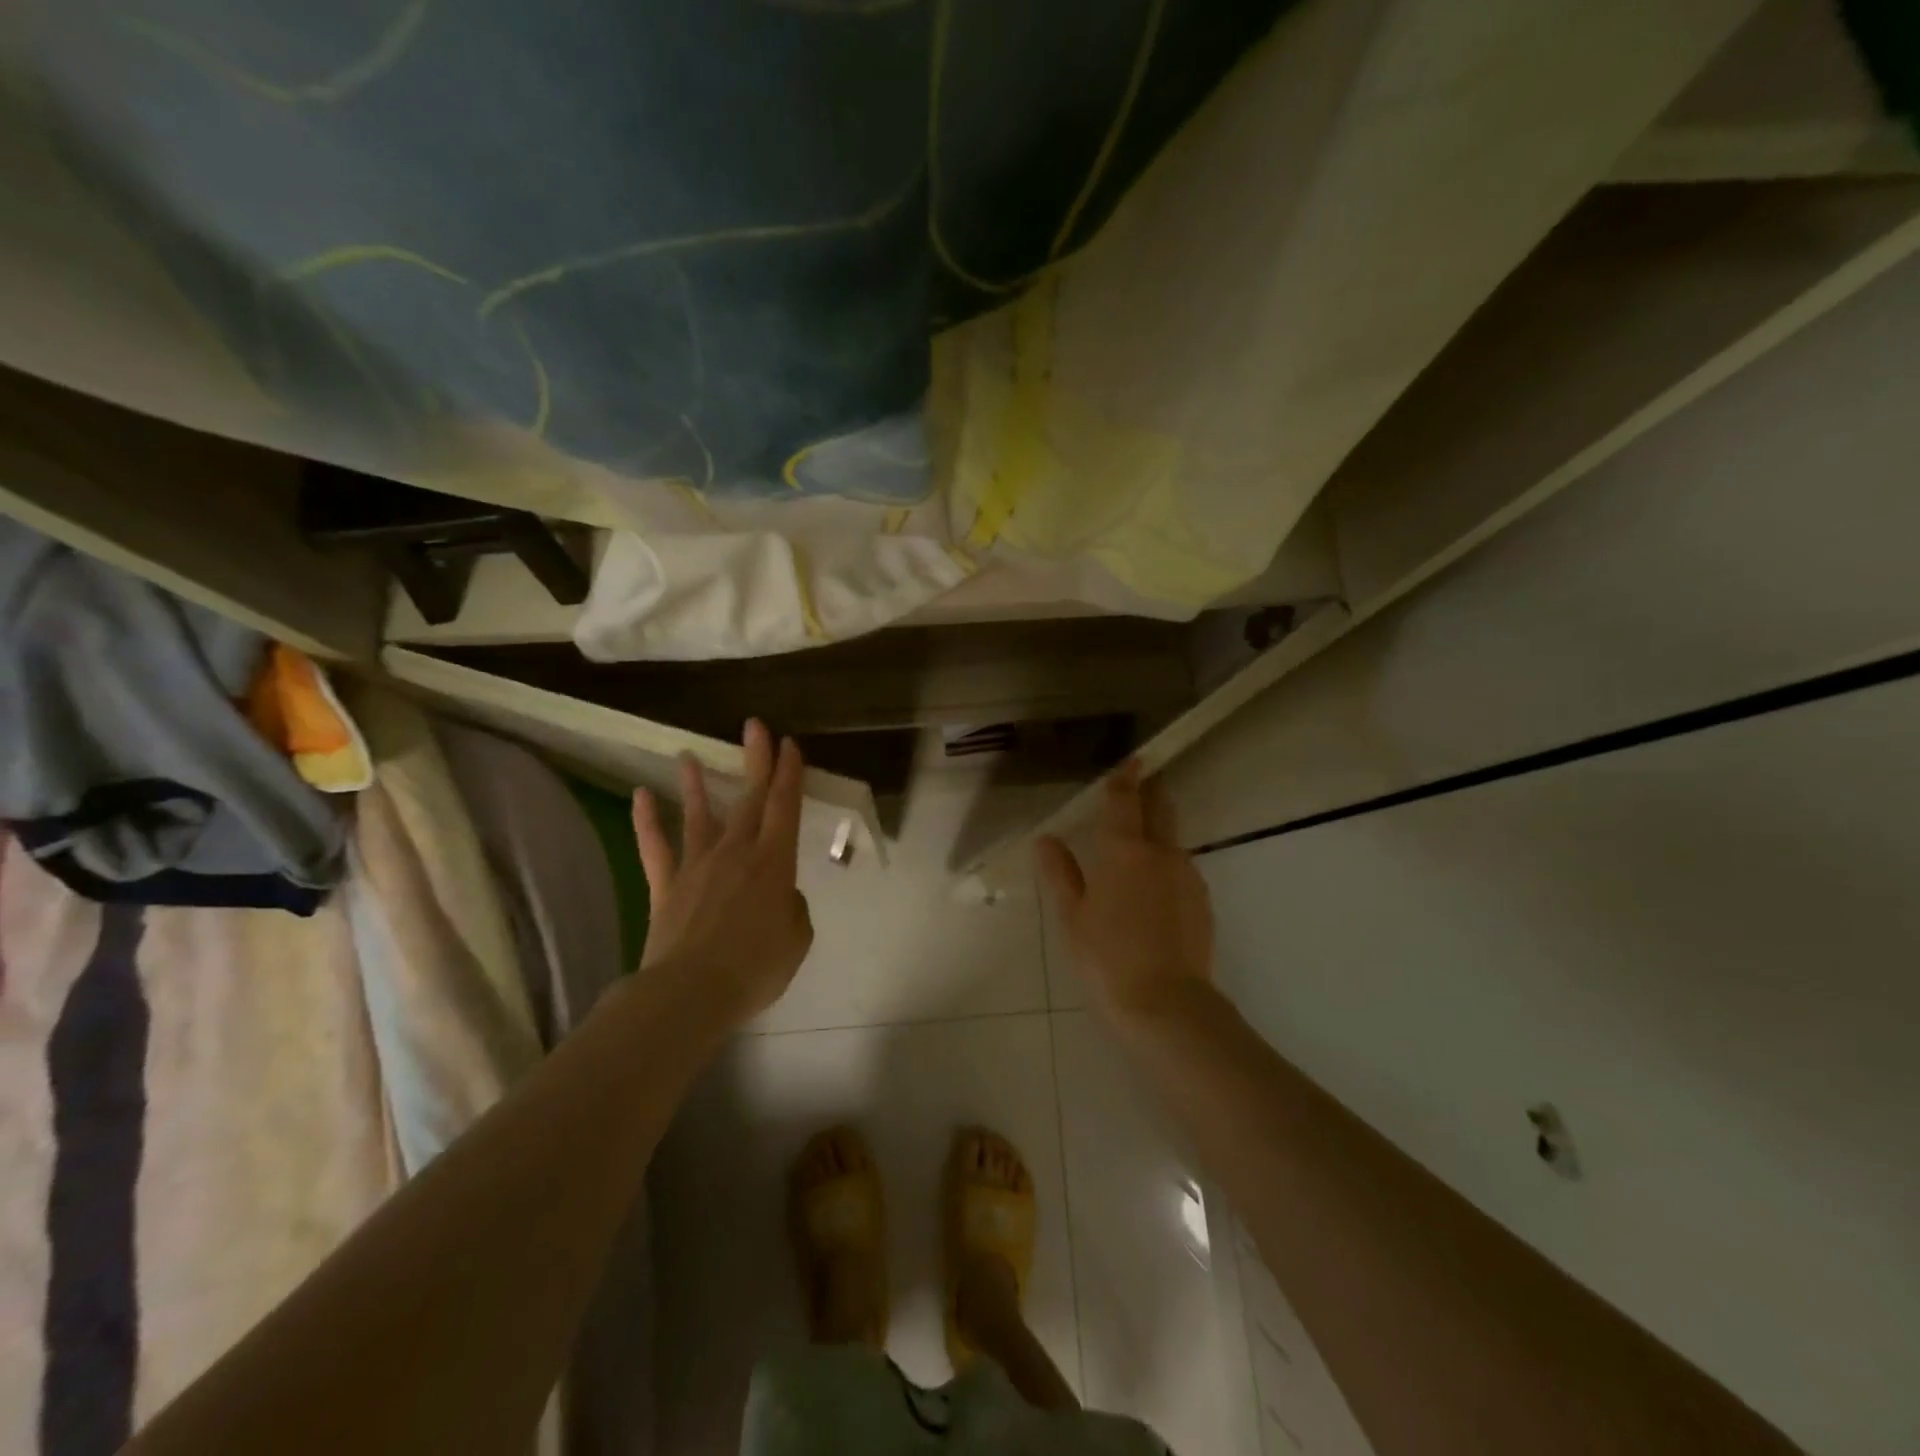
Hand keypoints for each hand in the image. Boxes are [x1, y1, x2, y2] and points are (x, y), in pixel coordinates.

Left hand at [630, 719, 813, 1028]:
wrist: (691, 993)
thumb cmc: (755, 967)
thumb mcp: (796, 939)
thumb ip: (791, 908)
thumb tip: (778, 896)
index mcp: (773, 863)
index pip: (785, 807)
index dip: (789, 774)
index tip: (789, 745)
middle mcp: (736, 853)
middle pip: (749, 799)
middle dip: (755, 761)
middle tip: (755, 727)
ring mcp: (696, 866)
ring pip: (699, 815)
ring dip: (697, 784)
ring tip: (687, 754)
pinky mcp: (666, 886)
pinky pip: (656, 847)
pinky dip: (647, 820)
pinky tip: (642, 795)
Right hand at [1037, 760, 1214, 1021]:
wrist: (1167, 1005)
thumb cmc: (1107, 958)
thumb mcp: (1073, 917)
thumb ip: (1061, 873)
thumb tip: (1046, 840)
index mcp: (1125, 851)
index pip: (1125, 800)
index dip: (1125, 777)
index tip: (1129, 761)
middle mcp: (1162, 853)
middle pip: (1161, 809)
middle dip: (1151, 792)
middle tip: (1139, 785)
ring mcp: (1188, 876)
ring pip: (1173, 840)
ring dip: (1158, 832)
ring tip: (1139, 845)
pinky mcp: (1203, 901)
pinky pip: (1182, 869)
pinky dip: (1167, 865)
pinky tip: (1153, 890)